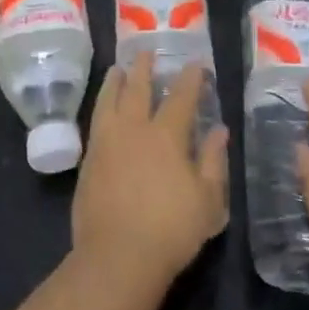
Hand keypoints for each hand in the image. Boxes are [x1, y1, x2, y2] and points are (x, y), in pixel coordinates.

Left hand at [72, 53, 228, 291]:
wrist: (117, 257)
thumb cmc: (171, 230)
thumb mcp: (208, 201)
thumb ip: (213, 161)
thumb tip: (219, 130)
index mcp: (167, 135)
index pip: (181, 97)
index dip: (190, 78)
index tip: (196, 63)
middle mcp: (134, 129)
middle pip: (138, 89)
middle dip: (145, 69)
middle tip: (147, 52)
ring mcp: (107, 143)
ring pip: (110, 101)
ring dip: (115, 82)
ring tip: (117, 69)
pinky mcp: (89, 160)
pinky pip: (95, 122)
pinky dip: (100, 106)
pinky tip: (103, 108)